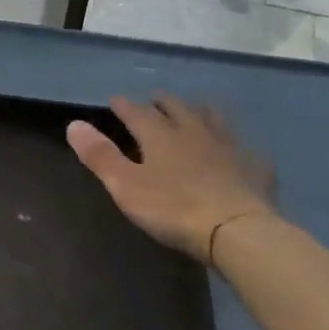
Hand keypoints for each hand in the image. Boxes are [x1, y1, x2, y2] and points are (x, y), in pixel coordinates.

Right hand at [67, 95, 275, 263]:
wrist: (236, 230)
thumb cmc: (172, 208)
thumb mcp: (126, 185)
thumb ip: (100, 155)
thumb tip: (74, 124)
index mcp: (160, 136)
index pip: (137, 113)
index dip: (124, 106)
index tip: (115, 100)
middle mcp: (194, 132)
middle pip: (177, 109)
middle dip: (163, 103)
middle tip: (156, 98)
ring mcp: (228, 147)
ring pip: (213, 120)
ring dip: (201, 112)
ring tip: (197, 110)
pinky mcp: (254, 167)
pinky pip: (244, 149)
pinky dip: (235, 146)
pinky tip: (237, 152)